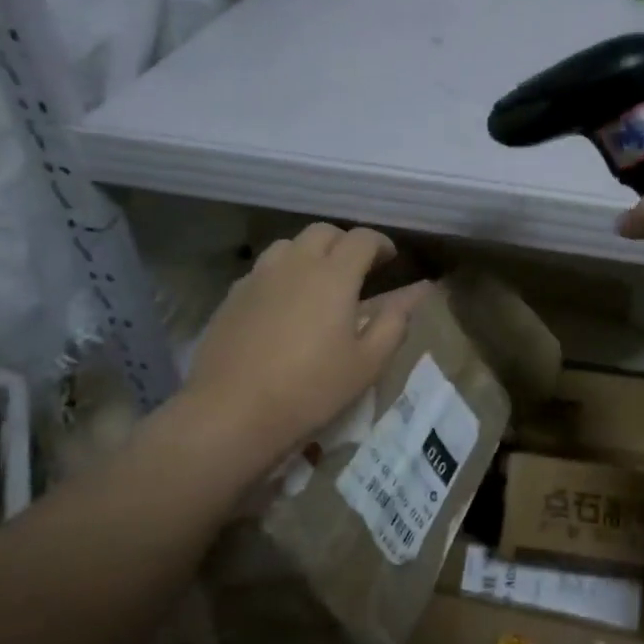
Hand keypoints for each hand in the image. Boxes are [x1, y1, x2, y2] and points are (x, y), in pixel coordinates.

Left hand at [170, 223, 428, 469]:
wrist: (231, 411)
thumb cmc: (310, 389)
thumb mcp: (367, 363)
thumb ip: (393, 323)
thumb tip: (412, 296)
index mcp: (334, 275)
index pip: (362, 239)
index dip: (380, 244)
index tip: (390, 258)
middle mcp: (295, 264)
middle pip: (323, 232)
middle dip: (345, 242)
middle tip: (357, 267)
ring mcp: (259, 277)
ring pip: (289, 245)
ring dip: (310, 253)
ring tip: (318, 280)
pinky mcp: (232, 296)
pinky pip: (263, 269)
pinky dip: (282, 274)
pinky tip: (284, 303)